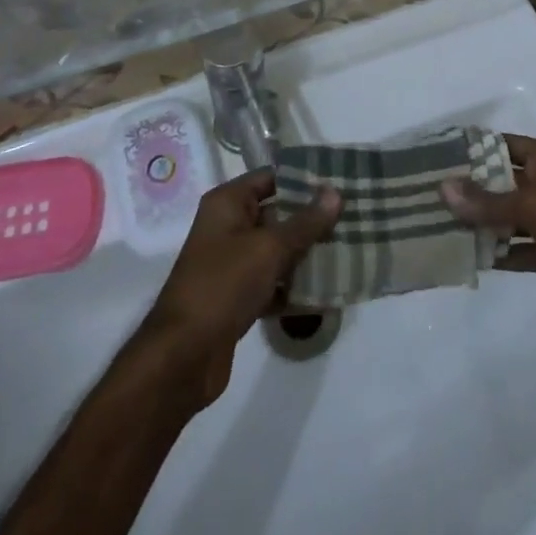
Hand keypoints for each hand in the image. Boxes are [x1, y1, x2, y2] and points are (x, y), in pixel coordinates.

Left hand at [141, 171, 340, 410]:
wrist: (183, 356)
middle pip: (276, 213)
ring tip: (348, 249)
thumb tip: (335, 191)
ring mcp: (232, 263)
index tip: (340, 182)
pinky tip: (327, 289)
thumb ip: (305, 222)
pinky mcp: (238, 296)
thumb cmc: (222, 285)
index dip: (303, 179)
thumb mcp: (268, 248)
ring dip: (306, 252)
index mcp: (227, 203)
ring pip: (277, 249)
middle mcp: (227, 226)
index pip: (271, 178)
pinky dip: (294, 284)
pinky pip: (272, 281)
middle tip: (352, 217)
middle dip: (311, 218)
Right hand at [442, 134, 535, 343]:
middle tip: (431, 194)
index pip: (506, 144)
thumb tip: (443, 187)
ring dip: (484, 223)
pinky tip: (472, 257)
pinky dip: (502, 252)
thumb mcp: (532, 206)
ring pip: (512, 217)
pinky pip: (523, 247)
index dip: (475, 149)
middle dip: (474, 189)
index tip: (440, 157)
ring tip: (442, 226)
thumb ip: (486, 200)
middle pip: (506, 181)